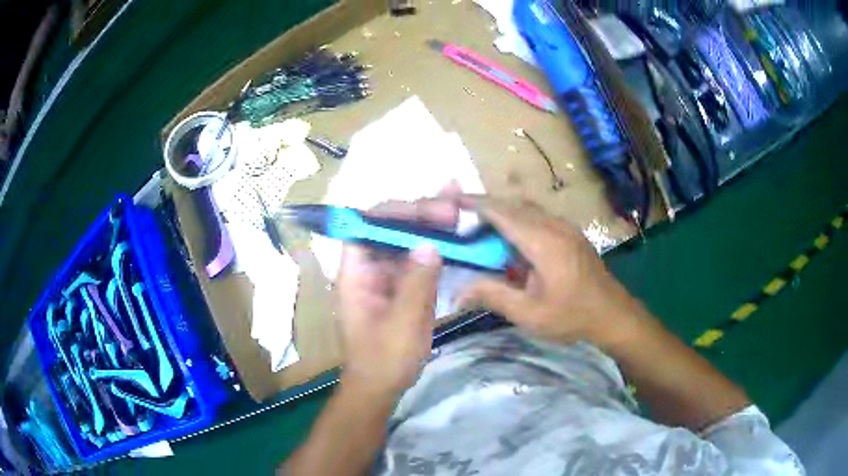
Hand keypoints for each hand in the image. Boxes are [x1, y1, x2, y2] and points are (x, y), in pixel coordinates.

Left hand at [336, 199, 454, 396]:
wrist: (381, 388)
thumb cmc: (384, 360)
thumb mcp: (402, 324)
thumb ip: (416, 284)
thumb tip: (430, 244)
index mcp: (356, 274)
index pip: (365, 227)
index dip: (392, 212)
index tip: (426, 210)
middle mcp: (369, 269)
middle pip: (388, 229)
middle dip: (418, 215)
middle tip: (452, 209)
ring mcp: (387, 277)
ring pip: (406, 241)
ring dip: (430, 224)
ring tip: (457, 207)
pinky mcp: (403, 287)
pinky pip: (418, 260)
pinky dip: (437, 247)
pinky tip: (456, 234)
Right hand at [457, 196, 648, 345]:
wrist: (614, 316)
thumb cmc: (572, 317)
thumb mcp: (529, 314)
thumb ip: (493, 296)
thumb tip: (457, 292)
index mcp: (543, 242)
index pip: (502, 213)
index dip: (475, 203)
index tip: (452, 200)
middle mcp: (555, 226)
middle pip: (514, 205)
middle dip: (486, 207)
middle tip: (462, 220)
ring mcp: (566, 228)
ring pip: (527, 210)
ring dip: (504, 214)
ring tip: (483, 232)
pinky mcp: (571, 234)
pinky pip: (539, 218)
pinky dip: (519, 222)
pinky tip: (514, 244)